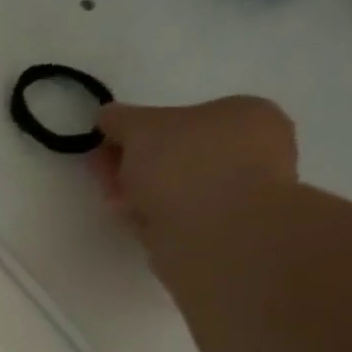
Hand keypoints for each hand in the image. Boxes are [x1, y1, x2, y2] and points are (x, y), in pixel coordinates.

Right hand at [92, 96, 298, 239]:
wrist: (215, 237)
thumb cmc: (187, 167)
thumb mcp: (143, 128)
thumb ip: (121, 119)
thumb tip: (107, 116)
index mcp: (246, 115)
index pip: (183, 116)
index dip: (138, 130)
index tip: (106, 145)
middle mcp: (250, 151)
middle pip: (174, 153)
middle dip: (133, 163)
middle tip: (102, 174)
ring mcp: (236, 195)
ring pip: (172, 188)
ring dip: (138, 193)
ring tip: (115, 202)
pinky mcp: (219, 232)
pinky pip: (174, 217)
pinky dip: (151, 218)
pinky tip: (135, 221)